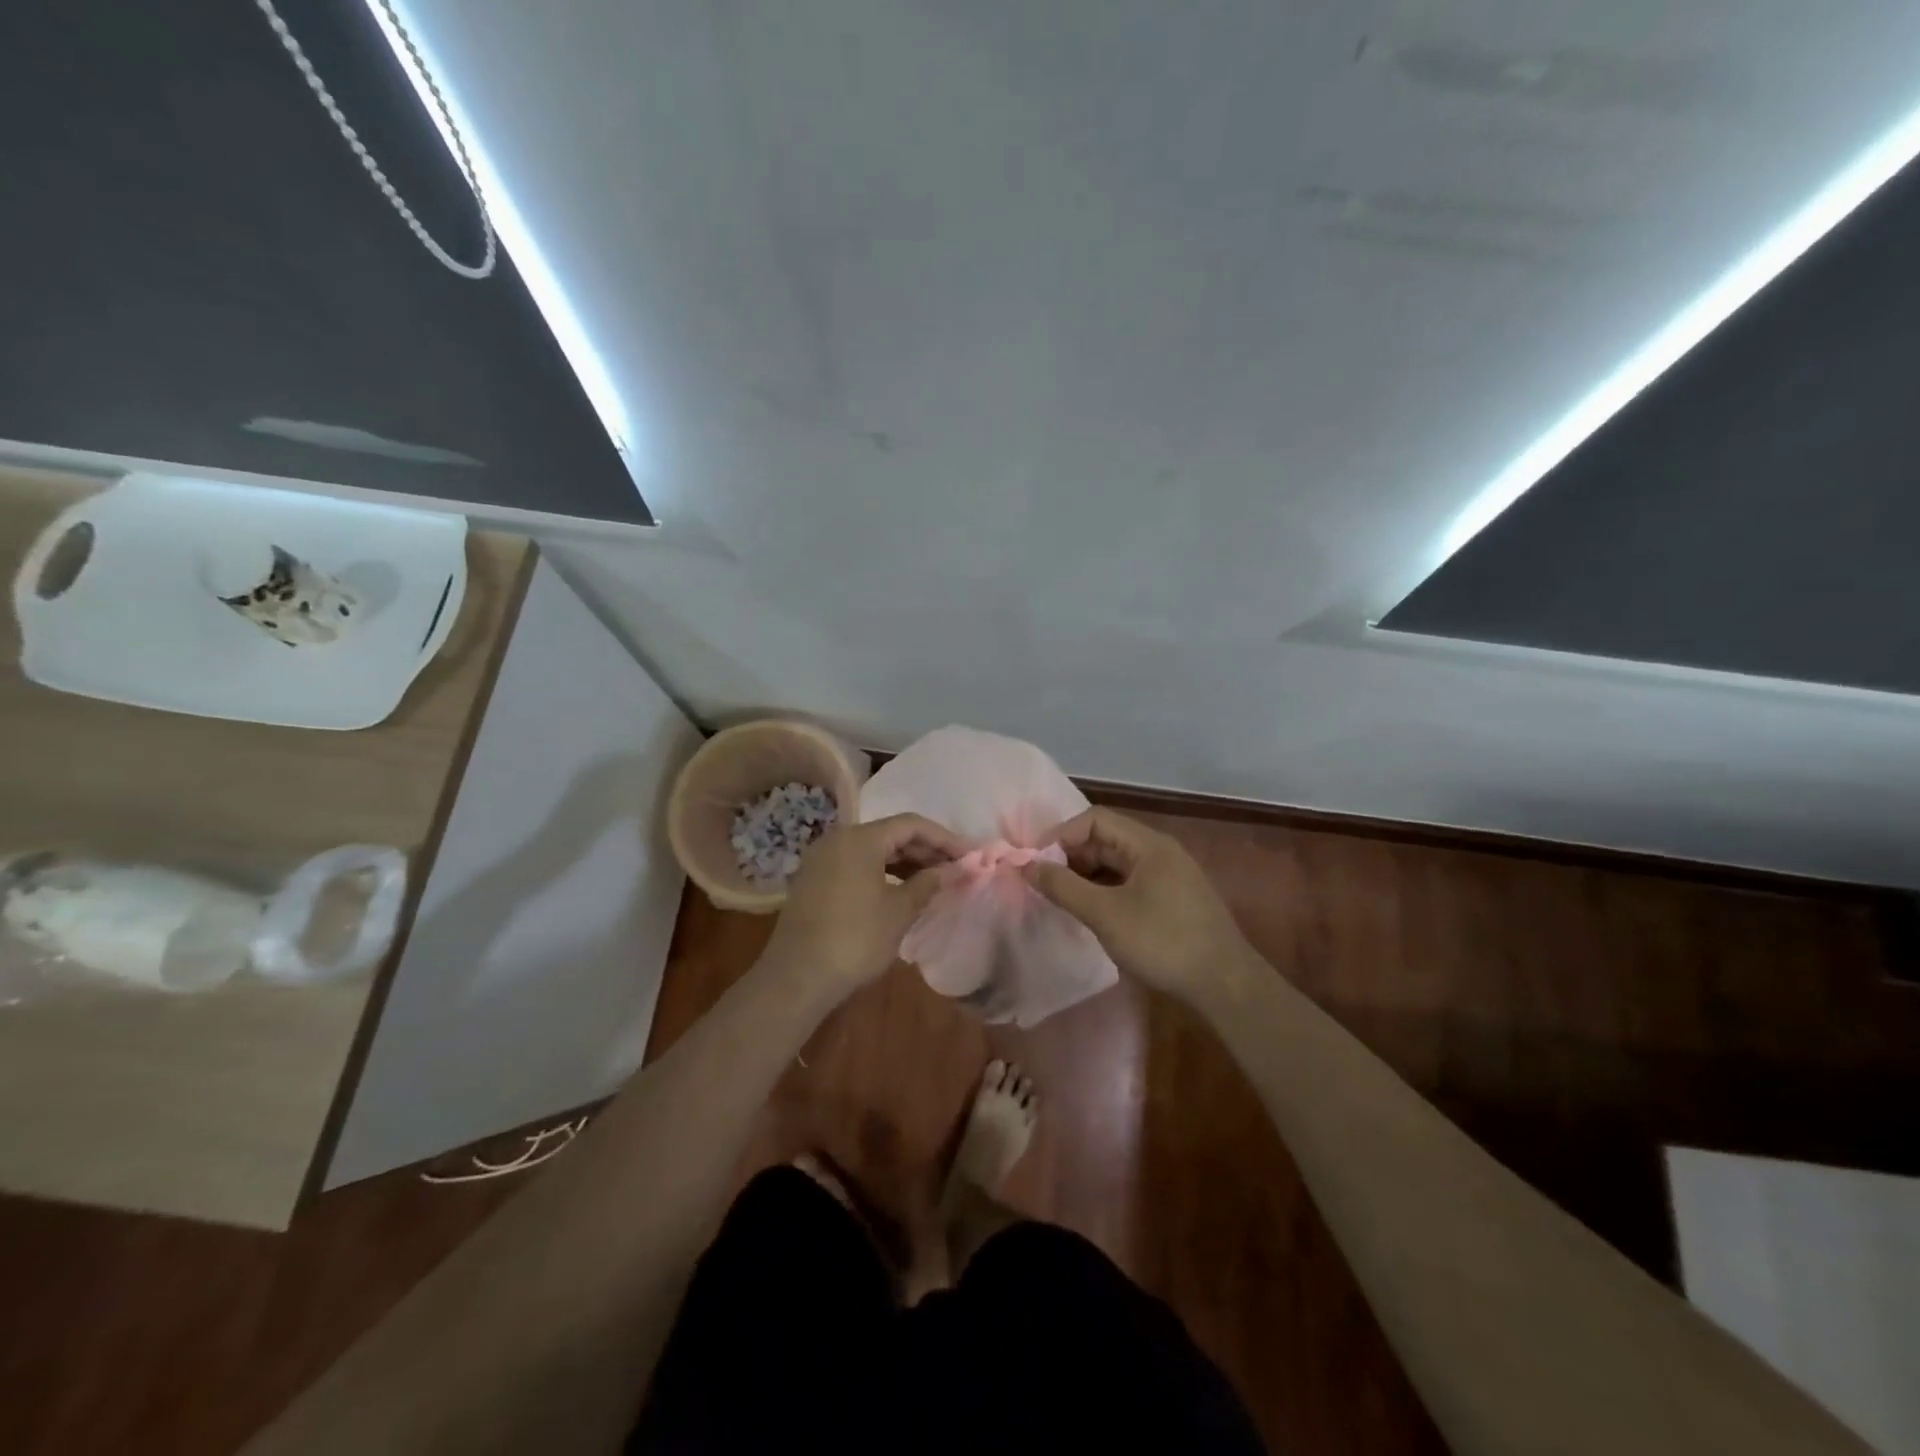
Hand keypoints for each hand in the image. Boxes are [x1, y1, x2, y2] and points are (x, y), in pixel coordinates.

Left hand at [762, 813, 966, 997]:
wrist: (797, 976)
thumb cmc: (856, 939)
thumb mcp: (899, 911)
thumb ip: (927, 883)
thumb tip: (948, 870)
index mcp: (861, 838)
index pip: (911, 825)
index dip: (944, 838)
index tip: (969, 854)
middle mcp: (838, 839)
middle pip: (890, 834)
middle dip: (925, 849)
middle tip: (955, 866)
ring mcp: (822, 859)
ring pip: (872, 849)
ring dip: (904, 861)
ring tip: (933, 879)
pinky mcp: (814, 880)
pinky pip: (855, 864)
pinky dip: (881, 871)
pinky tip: (900, 890)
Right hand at [1023, 807, 1255, 1001]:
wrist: (1225, 985)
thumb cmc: (1162, 941)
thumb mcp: (1105, 914)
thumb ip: (1063, 887)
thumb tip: (1026, 866)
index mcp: (1148, 844)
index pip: (1095, 819)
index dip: (1061, 835)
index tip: (1036, 862)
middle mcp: (1160, 852)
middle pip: (1106, 839)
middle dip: (1071, 857)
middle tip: (1044, 884)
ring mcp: (1170, 876)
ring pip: (1117, 863)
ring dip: (1087, 876)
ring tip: (1062, 899)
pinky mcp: (1173, 900)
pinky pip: (1130, 883)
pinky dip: (1105, 891)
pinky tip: (1092, 913)